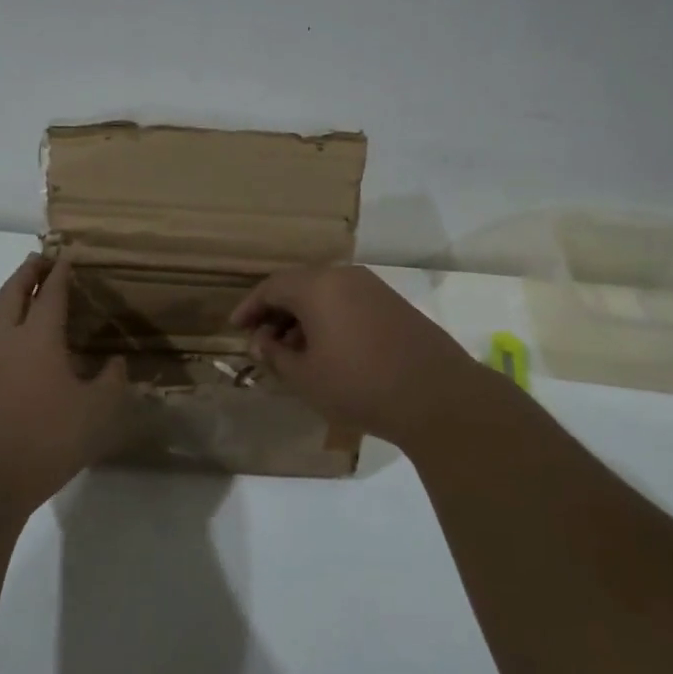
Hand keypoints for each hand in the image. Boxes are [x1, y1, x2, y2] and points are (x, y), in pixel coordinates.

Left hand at [0, 254, 130, 514]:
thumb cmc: (47, 439)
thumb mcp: (97, 412)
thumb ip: (111, 382)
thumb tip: (116, 362)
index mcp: (37, 337)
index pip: (50, 294)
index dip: (60, 274)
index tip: (66, 256)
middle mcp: (5, 339)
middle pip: (12, 293)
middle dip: (27, 273)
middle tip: (38, 260)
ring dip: (7, 297)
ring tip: (20, 296)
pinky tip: (7, 347)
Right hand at [230, 265, 503, 446]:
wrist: (438, 396)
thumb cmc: (359, 385)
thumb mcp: (305, 377)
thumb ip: (275, 356)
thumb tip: (259, 342)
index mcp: (317, 287)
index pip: (271, 287)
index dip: (249, 307)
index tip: (235, 327)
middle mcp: (344, 277)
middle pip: (298, 286)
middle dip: (276, 311)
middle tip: (262, 340)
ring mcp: (373, 288)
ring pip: (325, 294)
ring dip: (303, 317)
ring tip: (292, 350)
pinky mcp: (394, 304)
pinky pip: (348, 302)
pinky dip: (329, 319)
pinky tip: (327, 349)